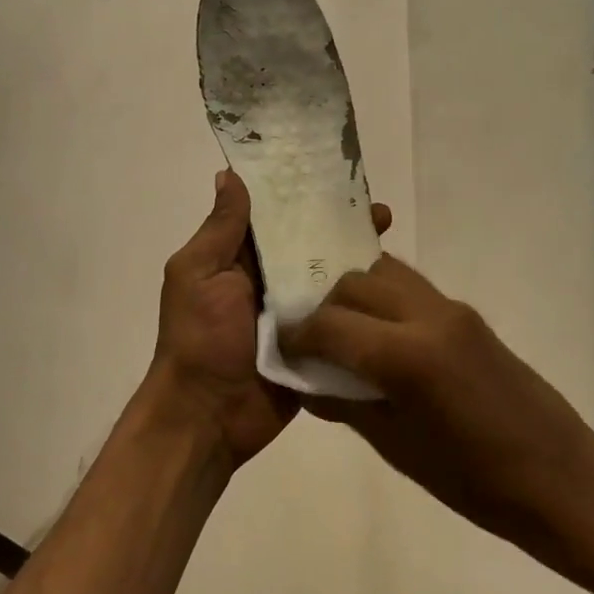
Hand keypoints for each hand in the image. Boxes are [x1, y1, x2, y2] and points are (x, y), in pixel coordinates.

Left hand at [149, 170, 391, 473]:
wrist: (207, 418)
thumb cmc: (199, 339)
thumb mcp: (199, 274)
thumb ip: (220, 229)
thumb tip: (229, 174)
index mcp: (238, 260)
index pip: (277, 217)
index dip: (304, 196)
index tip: (339, 177)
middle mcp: (268, 281)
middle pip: (309, 246)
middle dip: (341, 228)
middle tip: (381, 213)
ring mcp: (294, 315)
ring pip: (329, 280)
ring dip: (357, 263)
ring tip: (393, 245)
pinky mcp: (315, 345)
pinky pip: (340, 319)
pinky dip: (361, 305)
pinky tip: (394, 289)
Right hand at [277, 256, 593, 567]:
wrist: (560, 477)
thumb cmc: (475, 481)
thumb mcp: (398, 448)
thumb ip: (345, 404)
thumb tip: (306, 380)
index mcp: (407, 356)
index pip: (329, 324)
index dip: (297, 335)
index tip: (282, 349)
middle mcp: (428, 315)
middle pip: (354, 283)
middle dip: (323, 307)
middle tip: (312, 343)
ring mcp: (452, 309)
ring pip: (384, 273)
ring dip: (355, 295)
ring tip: (345, 334)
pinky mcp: (468, 314)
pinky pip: (411, 288)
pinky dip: (384, 299)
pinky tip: (380, 336)